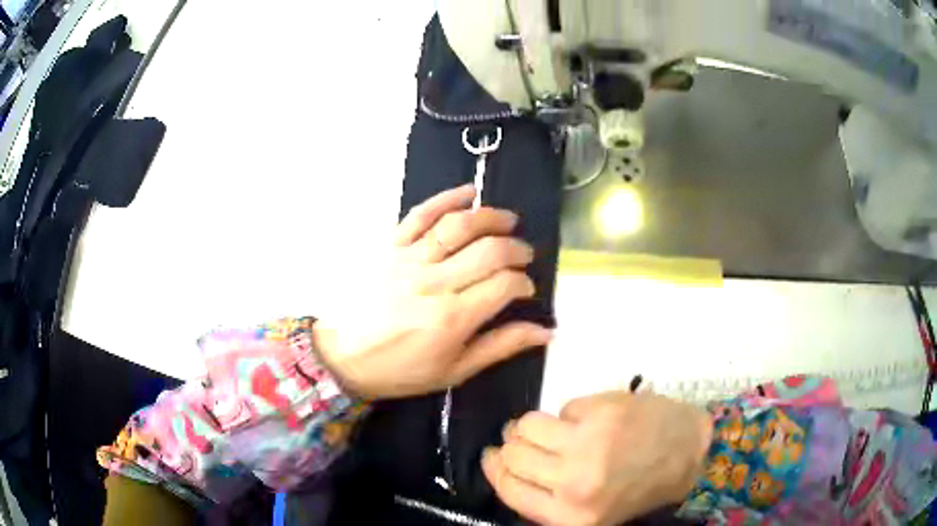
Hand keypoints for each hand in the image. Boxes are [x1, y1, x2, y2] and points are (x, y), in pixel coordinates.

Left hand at [313, 184, 552, 398]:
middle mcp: (434, 282)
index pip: (505, 285)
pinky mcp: (390, 246)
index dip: (524, 283)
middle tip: (523, 255)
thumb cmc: (400, 369)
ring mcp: (410, 259)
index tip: (524, 289)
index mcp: (452, 318)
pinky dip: (447, 198)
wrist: (343, 356)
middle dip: (516, 249)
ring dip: (491, 217)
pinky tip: (468, 193)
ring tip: (508, 220)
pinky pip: (421, 213)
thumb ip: (501, 347)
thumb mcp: (454, 370)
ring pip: (459, 225)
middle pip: (489, 250)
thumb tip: (546, 332)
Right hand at [483, 392, 712, 525]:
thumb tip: (508, 468)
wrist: (690, 452)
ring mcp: (588, 444)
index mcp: (569, 517)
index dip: (494, 468)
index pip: (508, 488)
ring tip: (551, 427)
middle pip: (513, 454)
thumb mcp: (590, 513)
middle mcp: (573, 484)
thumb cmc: (640, 487)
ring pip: (527, 424)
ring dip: (533, 424)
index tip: (491, 455)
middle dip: (513, 444)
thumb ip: (548, 501)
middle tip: (522, 439)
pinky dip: (570, 414)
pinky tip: (588, 421)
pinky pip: (563, 408)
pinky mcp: (602, 411)